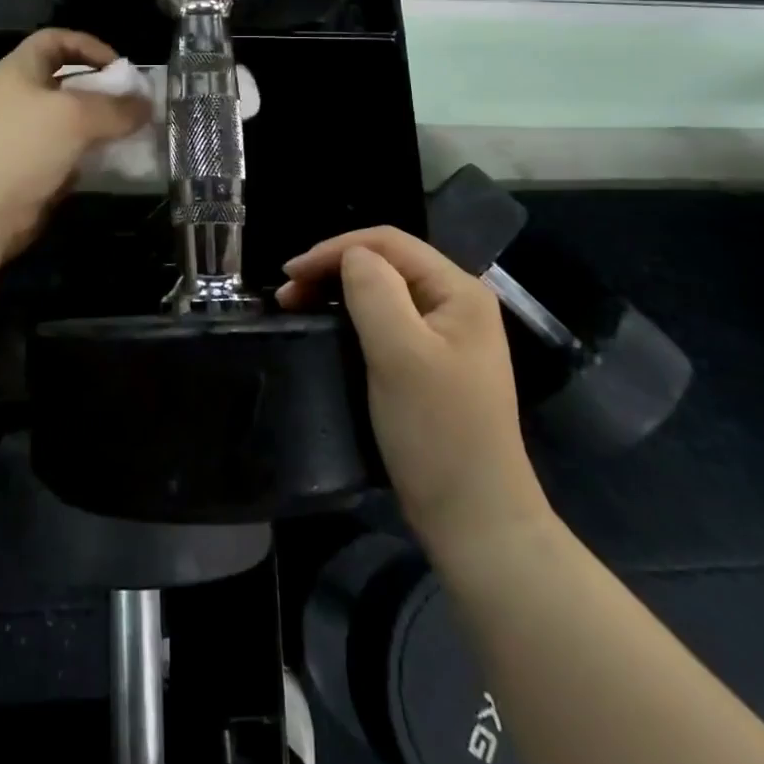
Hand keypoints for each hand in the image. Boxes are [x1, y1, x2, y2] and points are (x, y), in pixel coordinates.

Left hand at [0, 28, 151, 258]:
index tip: (119, 67)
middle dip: (102, 90)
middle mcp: (20, 97)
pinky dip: (90, 156)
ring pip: (70, 122)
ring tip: (132, 134)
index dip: (89, 46)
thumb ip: (116, 108)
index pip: (56, 40)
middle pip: (67, 82)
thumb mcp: (76, 116)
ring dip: (100, 126)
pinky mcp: (30, 169)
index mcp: (21, 70)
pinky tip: (114, 163)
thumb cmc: (23, 145)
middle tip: (134, 105)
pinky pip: (67, 154)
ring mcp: (23, 135)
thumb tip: (146, 105)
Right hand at [279, 228, 550, 545]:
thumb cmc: (437, 431)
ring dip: (338, 292)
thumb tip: (350, 256)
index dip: (335, 249)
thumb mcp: (400, 353)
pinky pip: (387, 321)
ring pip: (384, 291)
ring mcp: (447, 335)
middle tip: (287, 294)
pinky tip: (330, 327)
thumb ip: (373, 290)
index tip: (290, 274)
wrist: (475, 520)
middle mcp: (457, 303)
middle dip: (333, 269)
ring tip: (298, 306)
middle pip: (386, 263)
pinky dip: (352, 316)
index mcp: (459, 290)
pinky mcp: (433, 363)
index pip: (388, 243)